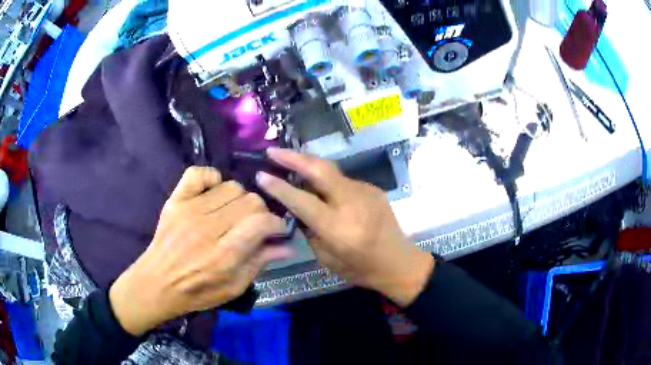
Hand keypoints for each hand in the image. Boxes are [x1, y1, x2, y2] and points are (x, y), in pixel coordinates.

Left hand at [109, 167, 291, 335]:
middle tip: (254, 225)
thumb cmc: (197, 292)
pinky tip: (213, 193)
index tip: (276, 230)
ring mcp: (189, 210)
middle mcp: (208, 228)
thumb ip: (259, 263)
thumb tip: (286, 245)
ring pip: (231, 186)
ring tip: (233, 214)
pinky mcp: (175, 200)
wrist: (157, 283)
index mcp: (224, 255)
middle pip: (249, 201)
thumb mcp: (234, 287)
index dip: (276, 223)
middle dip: (260, 213)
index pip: (261, 222)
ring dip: (239, 199)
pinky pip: (198, 173)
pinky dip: (211, 178)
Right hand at [257, 148, 433, 306]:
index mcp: (338, 227)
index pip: (302, 200)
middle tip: (272, 151)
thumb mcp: (326, 257)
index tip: (261, 174)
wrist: (398, 262)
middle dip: (293, 157)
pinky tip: (319, 186)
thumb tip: (296, 207)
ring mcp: (365, 192)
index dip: (279, 186)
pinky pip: (343, 180)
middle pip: (319, 170)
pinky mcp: (373, 188)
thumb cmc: (360, 269)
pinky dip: (327, 180)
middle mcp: (352, 203)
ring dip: (308, 165)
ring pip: (331, 171)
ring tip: (289, 161)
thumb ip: (309, 230)